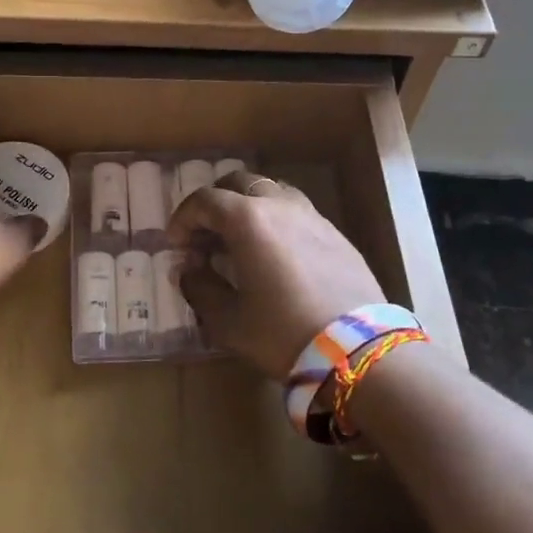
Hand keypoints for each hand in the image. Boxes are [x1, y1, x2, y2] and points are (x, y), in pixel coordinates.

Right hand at [169, 172, 386, 378]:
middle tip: (205, 237)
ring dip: (247, 208)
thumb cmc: (282, 332)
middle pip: (238, 183)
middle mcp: (280, 205)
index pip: (205, 200)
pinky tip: (275, 254)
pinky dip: (275, 221)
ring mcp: (312, 216)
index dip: (184, 219)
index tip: (176, 245)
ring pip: (271, 192)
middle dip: (215, 204)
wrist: (356, 349)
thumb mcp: (227, 320)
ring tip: (239, 241)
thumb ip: (199, 288)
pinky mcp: (335, 234)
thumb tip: (188, 271)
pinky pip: (296, 212)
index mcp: (248, 219)